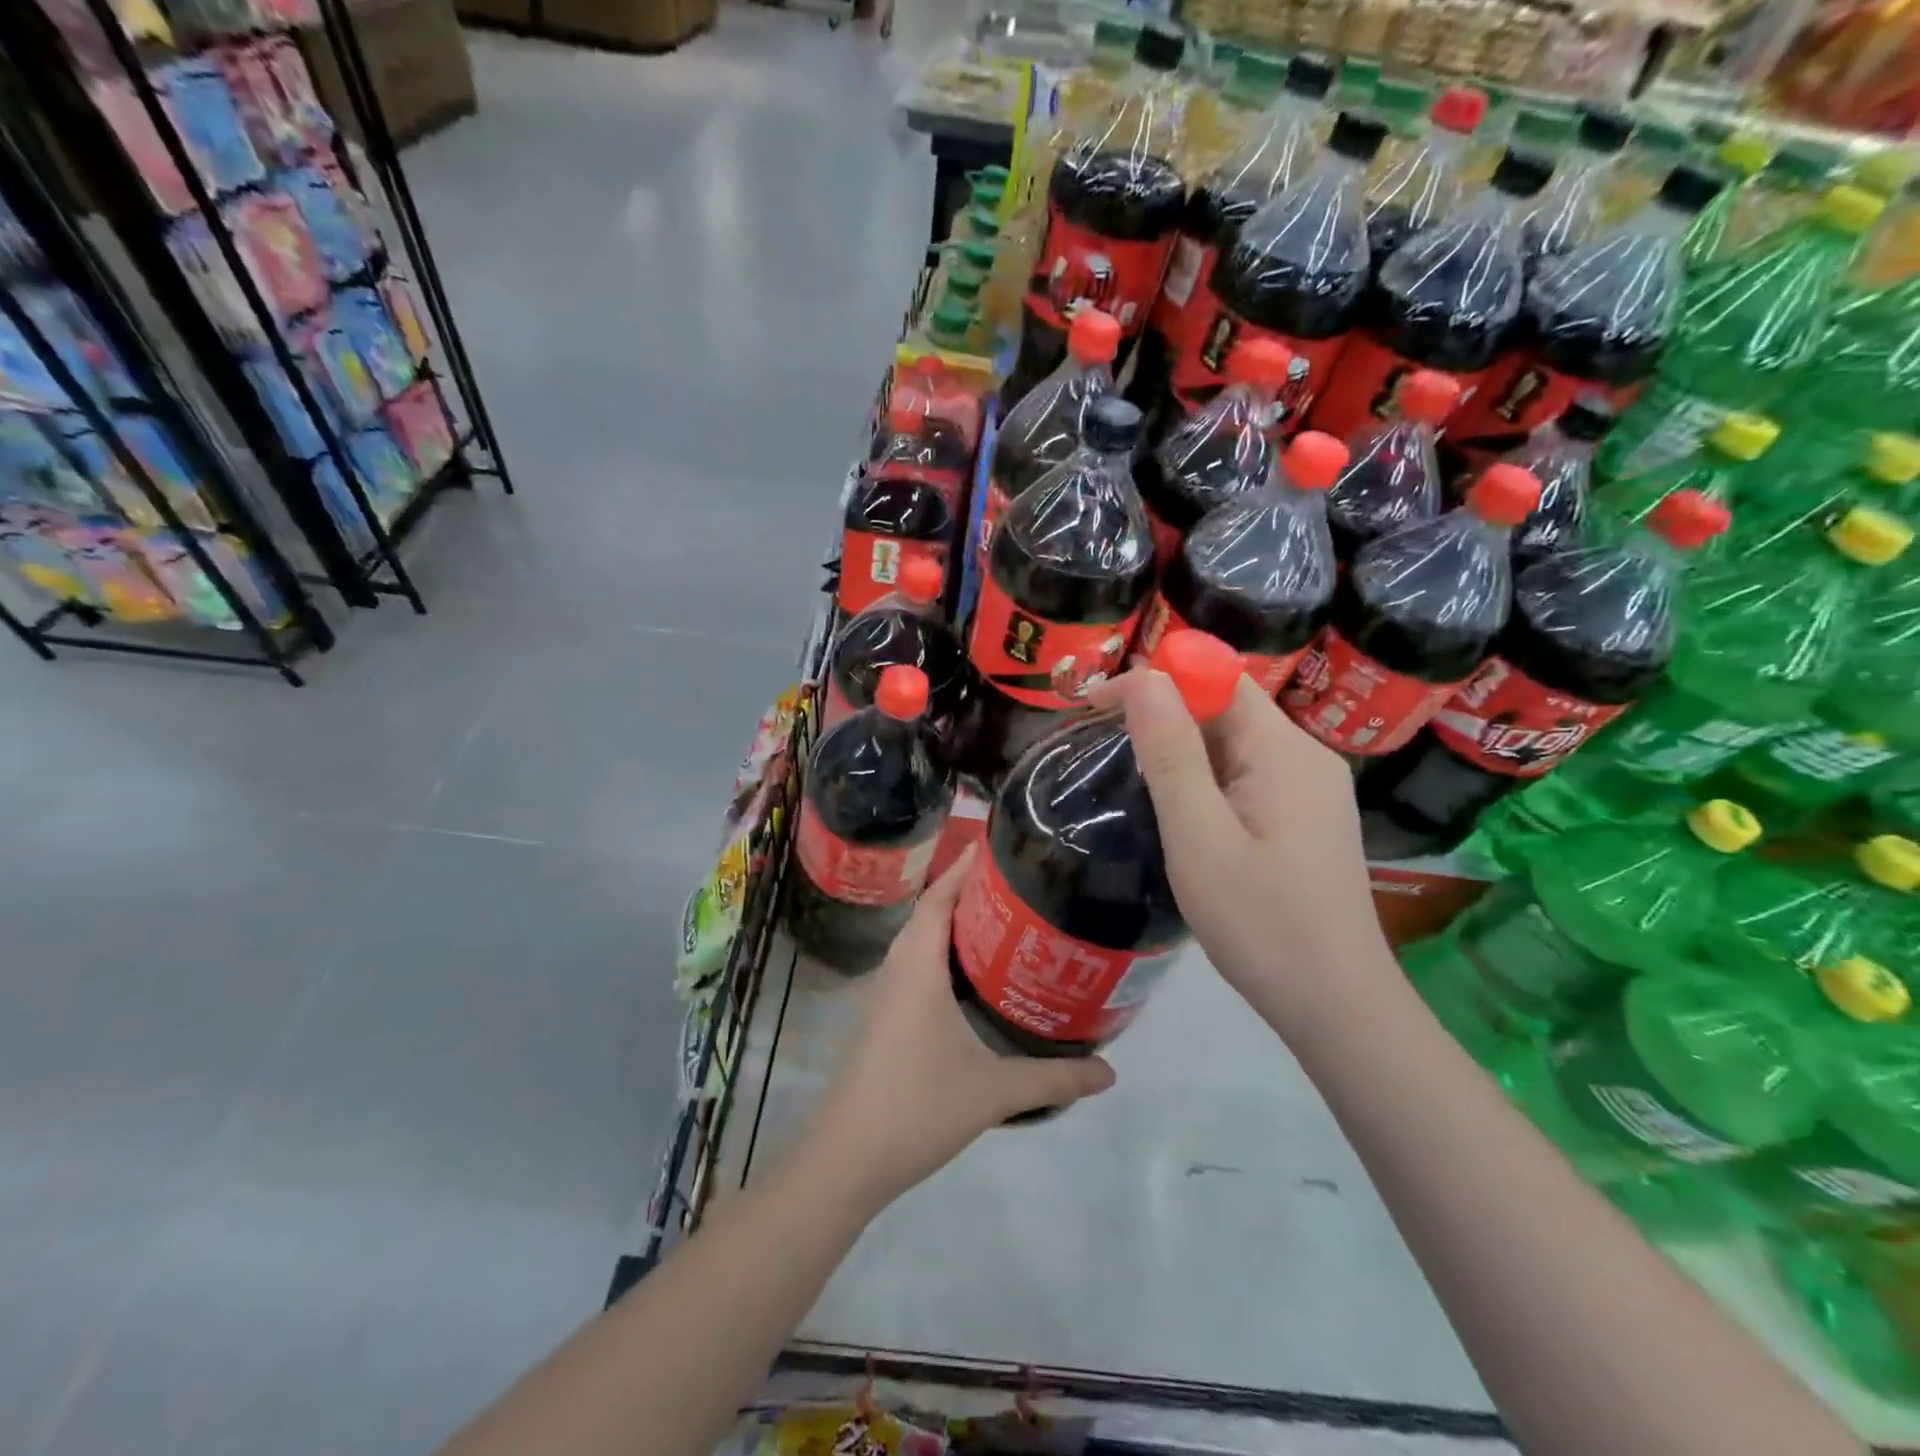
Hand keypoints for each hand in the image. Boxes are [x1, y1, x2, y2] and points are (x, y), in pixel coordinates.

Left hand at [799, 846, 1115, 1214]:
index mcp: (918, 967)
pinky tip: (972, 975)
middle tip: (1015, 880)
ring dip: (951, 921)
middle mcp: (898, 969)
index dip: (964, 868)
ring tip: (1001, 917)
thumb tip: (1110, 1073)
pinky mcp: (884, 1018)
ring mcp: (886, 995)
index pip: (938, 898)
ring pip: (919, 940)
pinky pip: (915, 966)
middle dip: (966, 889)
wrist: (847, 1158)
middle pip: (929, 911)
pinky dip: (942, 953)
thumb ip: (1053, 1079)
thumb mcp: (993, 1092)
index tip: (998, 846)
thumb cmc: (917, 1106)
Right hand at [1092, 667, 1392, 1037]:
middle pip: (1227, 709)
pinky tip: (1180, 812)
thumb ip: (1171, 754)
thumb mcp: (1199, 837)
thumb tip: (1144, 678)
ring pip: (1234, 746)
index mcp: (1285, 751)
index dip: (1156, 680)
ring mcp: (1311, 790)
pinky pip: (1247, 777)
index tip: (1096, 706)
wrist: (1336, 1006)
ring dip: (1181, 750)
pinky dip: (1205, 780)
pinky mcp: (1306, 819)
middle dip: (1163, 716)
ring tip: (1131, 781)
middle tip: (1102, 747)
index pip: (1218, 680)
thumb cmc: (1261, 923)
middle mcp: (1306, 757)